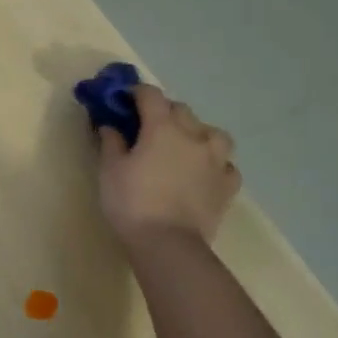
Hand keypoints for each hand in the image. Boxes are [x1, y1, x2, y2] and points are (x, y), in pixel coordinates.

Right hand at [96, 83, 240, 246]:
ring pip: (212, 132)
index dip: (136, 93)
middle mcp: (194, 136)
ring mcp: (216, 160)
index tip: (123, 99)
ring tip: (184, 146)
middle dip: (164, 112)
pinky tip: (203, 172)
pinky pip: (225, 164)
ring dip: (197, 132)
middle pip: (181, 110)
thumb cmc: (131, 202)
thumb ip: (112, 143)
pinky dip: (214, 163)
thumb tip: (111, 125)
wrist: (168, 244)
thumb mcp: (110, 170)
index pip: (150, 95)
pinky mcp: (228, 184)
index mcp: (162, 128)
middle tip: (147, 126)